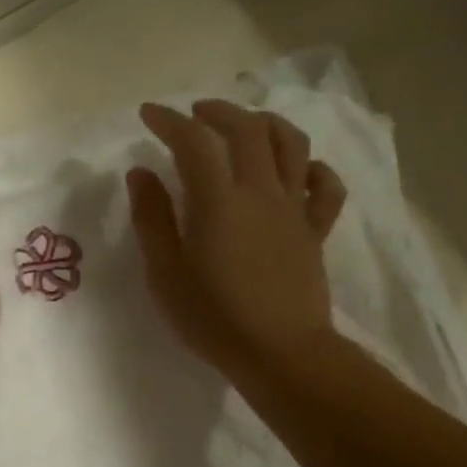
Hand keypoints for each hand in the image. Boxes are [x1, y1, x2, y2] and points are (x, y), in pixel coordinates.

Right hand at [127, 100, 346, 382]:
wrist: (281, 355)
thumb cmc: (214, 319)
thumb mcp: (165, 274)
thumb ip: (152, 219)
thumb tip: (141, 173)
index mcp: (219, 201)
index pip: (194, 141)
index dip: (169, 120)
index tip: (149, 115)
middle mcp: (261, 192)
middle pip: (247, 128)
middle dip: (218, 111)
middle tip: (195, 115)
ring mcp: (294, 209)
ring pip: (292, 144)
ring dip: (266, 124)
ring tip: (246, 126)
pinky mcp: (316, 230)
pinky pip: (325, 187)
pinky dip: (313, 168)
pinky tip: (297, 170)